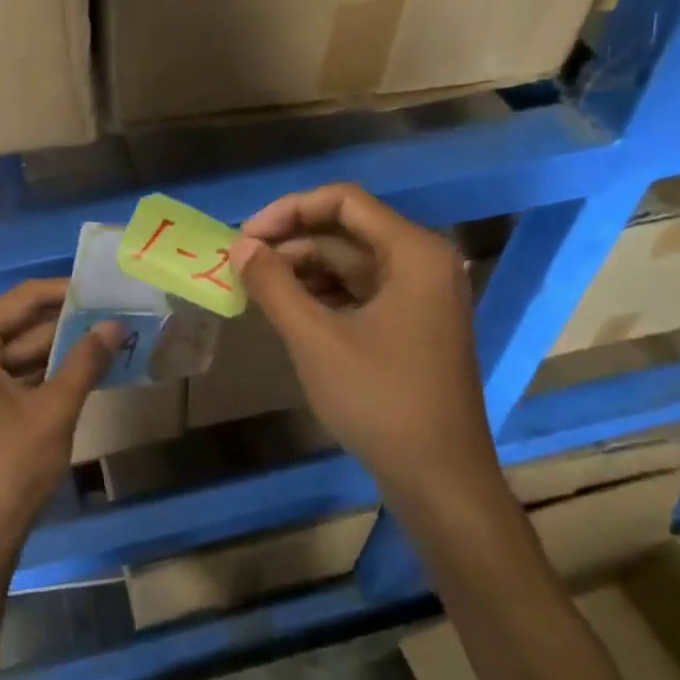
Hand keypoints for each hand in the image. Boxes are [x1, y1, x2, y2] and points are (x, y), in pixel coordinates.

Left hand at [0, 279, 117, 557]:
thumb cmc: (8, 468)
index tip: (104, 287)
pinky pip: (4, 377)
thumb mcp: (54, 410)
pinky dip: (39, 374)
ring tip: (107, 338)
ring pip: (13, 353)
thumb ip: (85, 360)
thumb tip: (115, 324)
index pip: (21, 299)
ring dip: (56, 350)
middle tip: (114, 313)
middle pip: (15, 325)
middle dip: (65, 324)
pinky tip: (81, 370)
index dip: (66, 292)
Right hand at [227, 184, 492, 494]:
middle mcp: (423, 262)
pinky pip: (361, 292)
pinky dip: (323, 295)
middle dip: (292, 244)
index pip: (343, 201)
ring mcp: (421, 295)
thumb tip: (239, 246)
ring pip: (351, 264)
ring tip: (257, 290)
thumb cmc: (380, 400)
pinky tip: (288, 311)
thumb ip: (273, 284)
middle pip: (346, 232)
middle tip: (242, 266)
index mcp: (413, 252)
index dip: (289, 210)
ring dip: (303, 271)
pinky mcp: (413, 324)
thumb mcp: (315, 338)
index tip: (245, 236)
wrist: (439, 478)